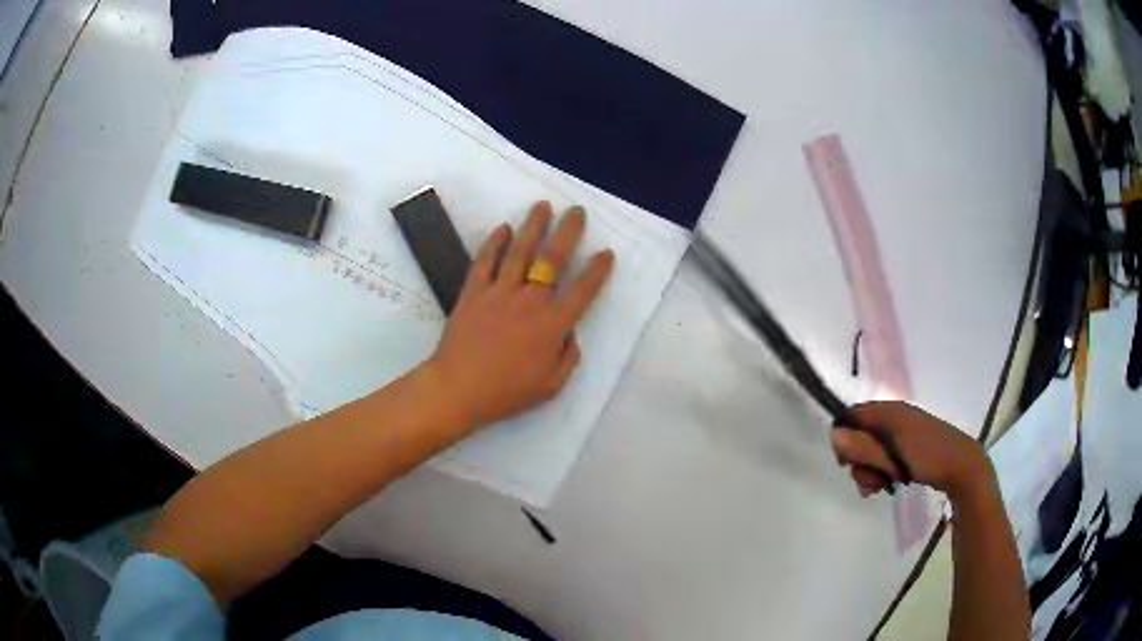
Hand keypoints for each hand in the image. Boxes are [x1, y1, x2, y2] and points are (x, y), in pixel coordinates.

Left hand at [423, 201, 613, 432]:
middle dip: (568, 231)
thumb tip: (571, 333)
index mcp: (552, 324)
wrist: (459, 388)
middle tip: (576, 211)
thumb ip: (568, 357)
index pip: (582, 290)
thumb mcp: (551, 385)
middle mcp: (530, 300)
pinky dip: (494, 242)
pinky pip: (485, 261)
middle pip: (553, 259)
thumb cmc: (507, 391)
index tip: (606, 252)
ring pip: (520, 251)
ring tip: (542, 206)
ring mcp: (499, 292)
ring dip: (533, 226)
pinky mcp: (474, 292)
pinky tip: (502, 228)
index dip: (597, 270)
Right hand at [831, 401, 991, 502]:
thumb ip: (863, 447)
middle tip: (869, 480)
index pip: (854, 414)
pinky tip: (886, 485)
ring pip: (872, 451)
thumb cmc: (928, 457)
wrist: (962, 468)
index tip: (844, 463)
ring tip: (880, 486)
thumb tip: (834, 435)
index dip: (844, 436)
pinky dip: (881, 472)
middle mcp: (894, 419)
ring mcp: (902, 435)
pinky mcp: (908, 449)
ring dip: (870, 471)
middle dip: (859, 461)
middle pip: (861, 436)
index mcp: (890, 412)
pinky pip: (885, 458)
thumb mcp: (893, 455)